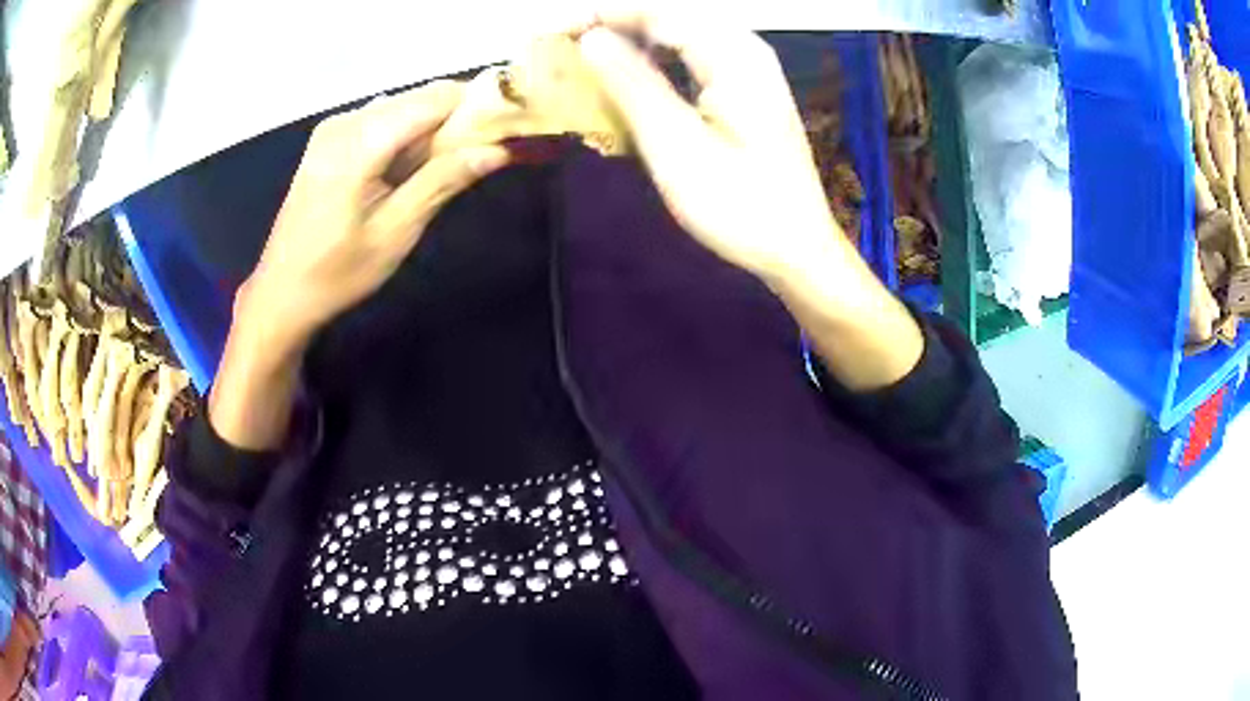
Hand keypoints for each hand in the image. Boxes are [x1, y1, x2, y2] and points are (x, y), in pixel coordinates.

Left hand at [244, 81, 509, 347]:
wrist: (280, 293)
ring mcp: (334, 127)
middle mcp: (345, 121)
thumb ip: (443, 181)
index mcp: (359, 143)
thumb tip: (497, 150)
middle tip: (481, 156)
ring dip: (431, 130)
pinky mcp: (329, 138)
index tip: (507, 131)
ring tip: (443, 170)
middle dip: (456, 120)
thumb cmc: (336, 273)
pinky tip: (408, 170)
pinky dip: (406, 136)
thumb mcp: (395, 232)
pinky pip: (382, 120)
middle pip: (420, 98)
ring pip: (403, 107)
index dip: (477, 108)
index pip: (435, 99)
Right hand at [575, 12, 851, 284]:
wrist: (797, 249)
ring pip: (682, 37)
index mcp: (734, 55)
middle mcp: (745, 51)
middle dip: (618, 24)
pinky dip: (658, 63)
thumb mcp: (676, 145)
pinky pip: (694, 60)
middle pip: (672, 18)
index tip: (558, 28)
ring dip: (636, 42)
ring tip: (591, 58)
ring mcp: (750, 72)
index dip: (605, 13)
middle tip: (568, 43)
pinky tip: (635, 80)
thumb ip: (632, 84)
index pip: (659, 12)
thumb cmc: (740, 204)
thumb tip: (590, 38)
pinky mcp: (747, 94)